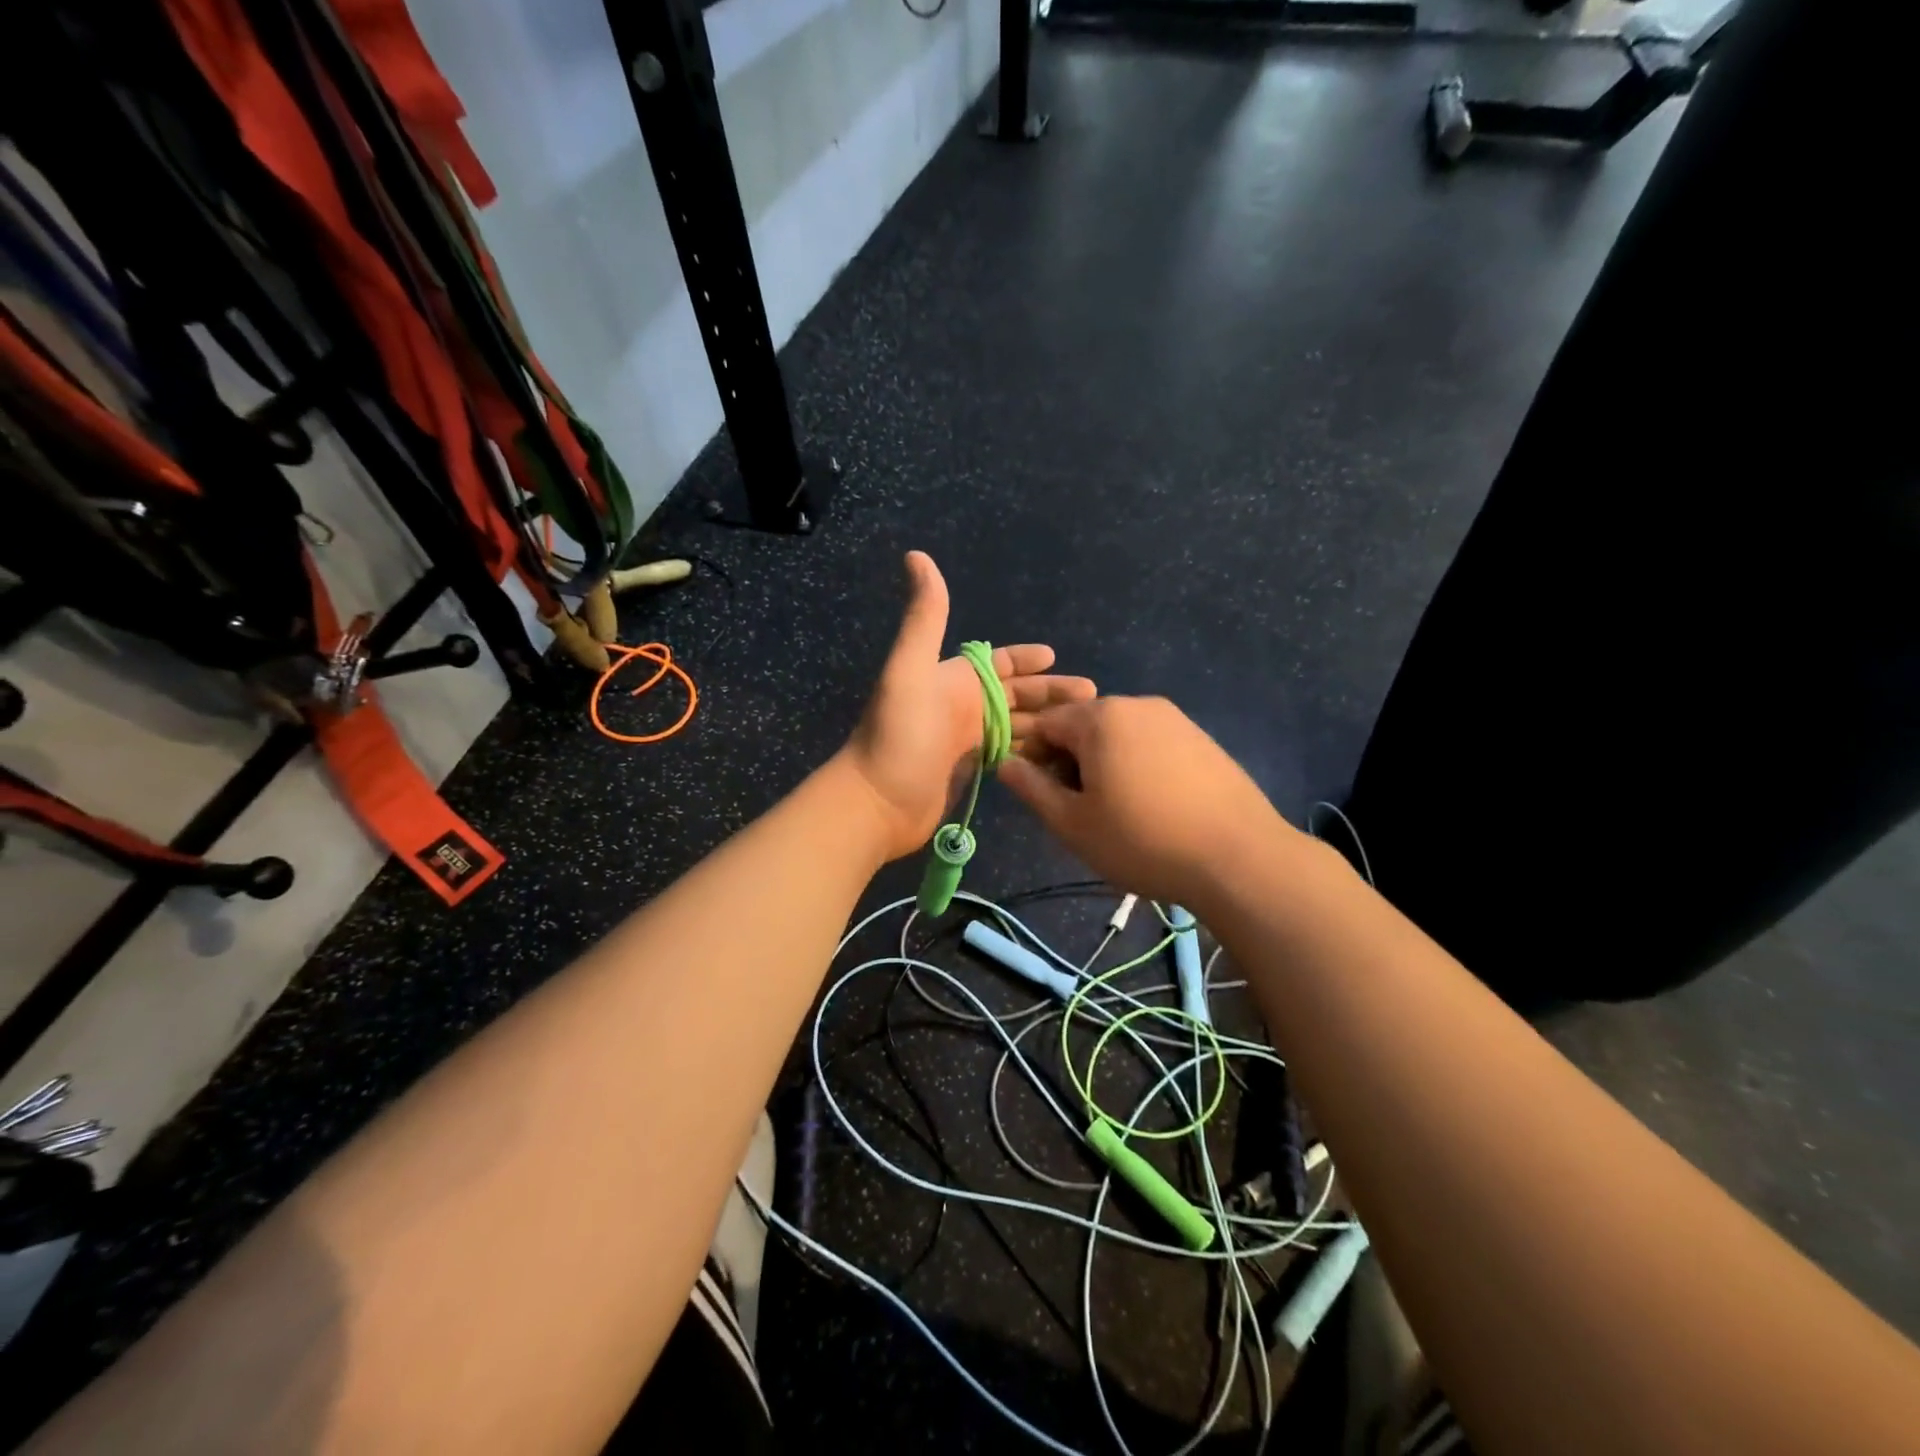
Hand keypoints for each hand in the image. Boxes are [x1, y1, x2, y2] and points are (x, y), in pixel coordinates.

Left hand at [840, 552, 1095, 860]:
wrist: (877, 802)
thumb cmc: (899, 734)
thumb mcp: (911, 669)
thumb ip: (924, 617)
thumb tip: (916, 555)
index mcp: (954, 680)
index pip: (1000, 664)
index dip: (1027, 659)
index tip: (1058, 658)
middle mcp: (963, 707)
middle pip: (1017, 697)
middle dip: (1052, 694)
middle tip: (1094, 699)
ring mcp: (966, 742)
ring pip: (1018, 727)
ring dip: (1049, 726)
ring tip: (1087, 733)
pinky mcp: (970, 773)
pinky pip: (1011, 757)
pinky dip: (1034, 754)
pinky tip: (1061, 760)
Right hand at [997, 696, 1304, 908]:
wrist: (1239, 857)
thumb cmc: (1142, 841)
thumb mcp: (1072, 823)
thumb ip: (1032, 788)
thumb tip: (1006, 763)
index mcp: (1100, 717)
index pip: (1045, 724)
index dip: (1034, 758)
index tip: (1045, 797)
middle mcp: (1137, 704)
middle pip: (1083, 726)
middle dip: (1071, 761)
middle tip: (1081, 810)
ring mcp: (1175, 719)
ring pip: (1119, 735)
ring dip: (1105, 765)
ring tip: (1119, 812)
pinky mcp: (1201, 738)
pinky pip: (1152, 743)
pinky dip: (1138, 766)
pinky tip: (1154, 805)